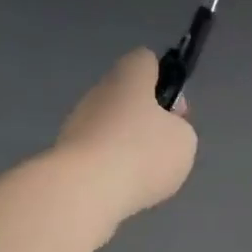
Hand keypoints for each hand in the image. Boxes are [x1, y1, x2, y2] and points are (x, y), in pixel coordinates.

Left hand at [55, 50, 197, 239]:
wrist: (84, 190)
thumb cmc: (142, 153)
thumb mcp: (184, 140)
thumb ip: (180, 128)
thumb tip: (164, 130)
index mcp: (129, 77)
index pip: (146, 60)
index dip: (163, 79)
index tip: (173, 110)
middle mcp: (100, 91)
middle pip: (128, 96)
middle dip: (146, 119)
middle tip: (163, 148)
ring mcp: (78, 122)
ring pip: (112, 127)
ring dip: (127, 146)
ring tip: (144, 175)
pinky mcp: (67, 153)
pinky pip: (98, 153)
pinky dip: (111, 168)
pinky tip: (122, 188)